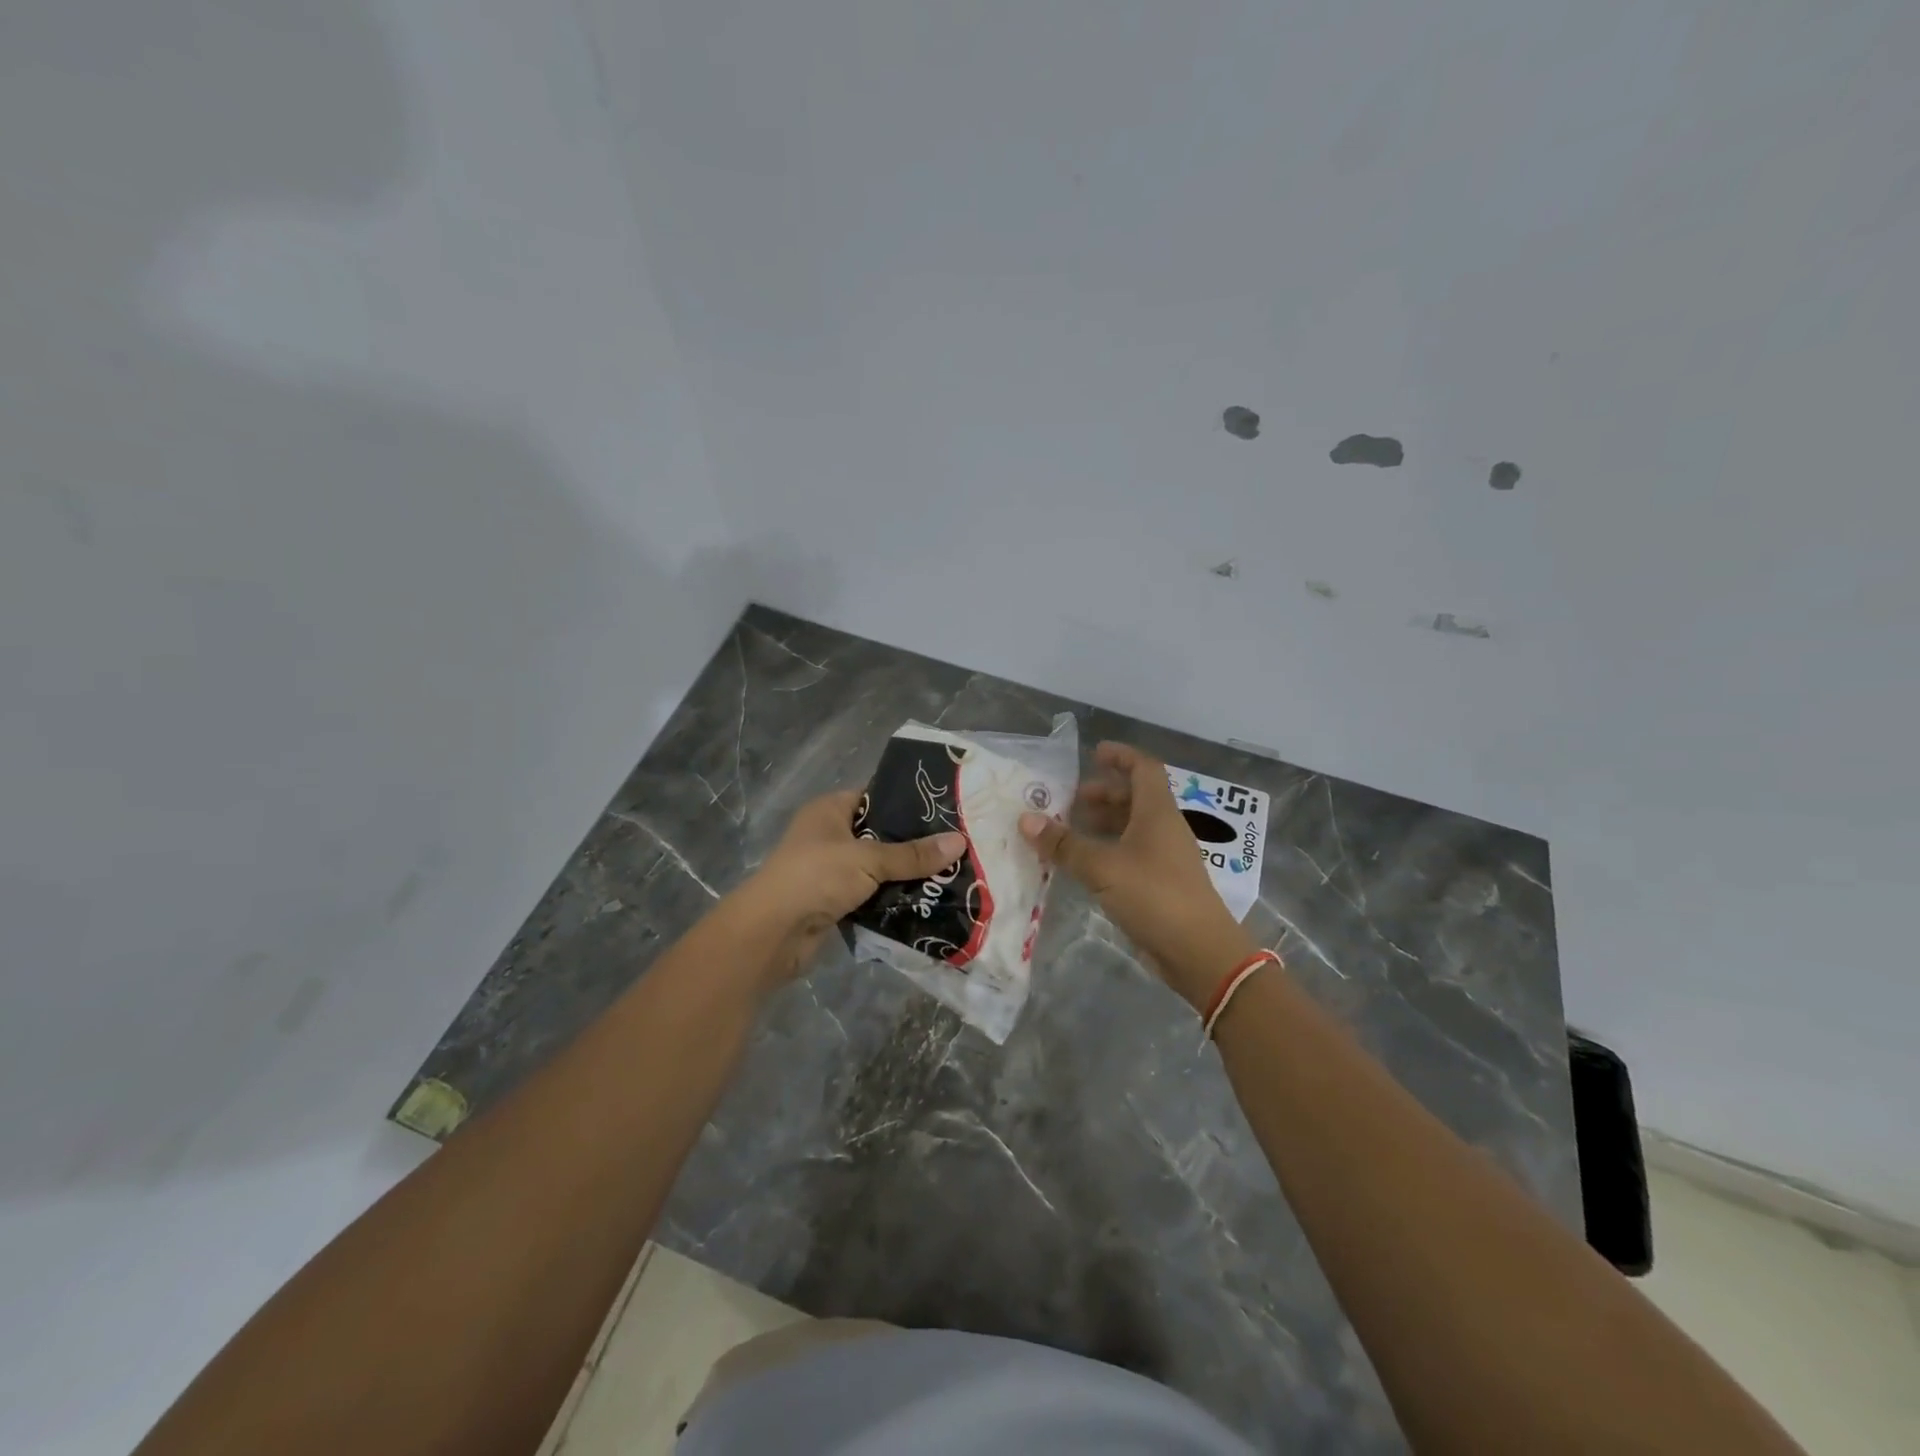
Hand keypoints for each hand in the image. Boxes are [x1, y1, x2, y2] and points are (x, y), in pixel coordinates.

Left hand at [730, 789, 967, 985]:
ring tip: (948, 874)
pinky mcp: (833, 902)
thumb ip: (913, 854)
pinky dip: (891, 899)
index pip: (875, 797)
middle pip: (879, 835)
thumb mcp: (869, 859)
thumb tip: (960, 842)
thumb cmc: (816, 877)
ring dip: (904, 875)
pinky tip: (924, 901)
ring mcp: (829, 870)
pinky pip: (870, 895)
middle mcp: (828, 835)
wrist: (773, 933)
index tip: (945, 812)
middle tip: (955, 846)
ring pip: (876, 868)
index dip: (907, 803)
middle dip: (912, 844)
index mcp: (830, 810)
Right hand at [1020, 742, 1254, 1009]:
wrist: (1198, 952)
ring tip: (1068, 829)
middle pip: (1135, 798)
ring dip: (1103, 823)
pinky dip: (1106, 850)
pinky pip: (1129, 855)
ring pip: (1132, 828)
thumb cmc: (1154, 895)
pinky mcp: (1159, 885)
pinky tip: (1082, 863)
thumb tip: (1025, 819)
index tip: (1094, 753)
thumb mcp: (1102, 867)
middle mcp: (1163, 829)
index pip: (1143, 768)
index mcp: (1157, 812)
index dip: (1121, 756)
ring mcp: (1164, 858)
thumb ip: (1063, 844)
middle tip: (1069, 798)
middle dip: (1103, 793)